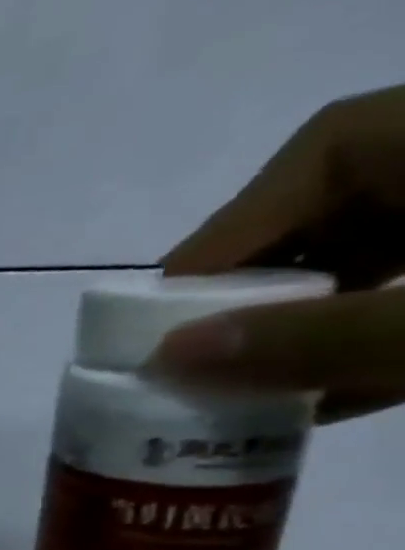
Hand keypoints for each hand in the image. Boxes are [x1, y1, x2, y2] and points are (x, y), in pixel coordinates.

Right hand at [151, 83, 404, 420]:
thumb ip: (327, 336)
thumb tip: (167, 357)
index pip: (319, 156)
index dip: (228, 238)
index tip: (167, 316)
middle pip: (338, 208)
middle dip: (258, 287)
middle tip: (199, 355)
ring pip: (384, 250)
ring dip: (308, 319)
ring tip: (245, 385)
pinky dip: (373, 333)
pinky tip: (329, 394)